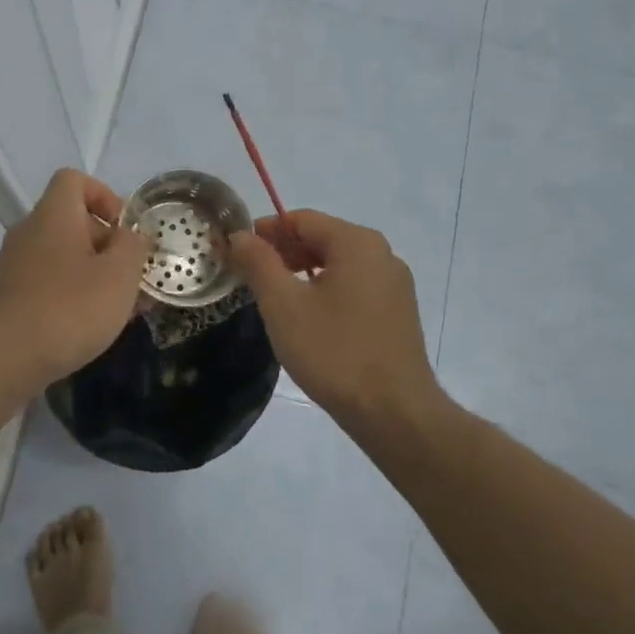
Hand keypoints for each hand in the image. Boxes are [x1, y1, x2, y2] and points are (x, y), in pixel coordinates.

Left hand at [0, 169, 150, 389]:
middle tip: (131, 278)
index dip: (104, 195)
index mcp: (54, 215)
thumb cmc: (68, 309)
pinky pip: (47, 283)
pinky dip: (70, 295)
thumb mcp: (119, 275)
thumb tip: (132, 236)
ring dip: (92, 274)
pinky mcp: (7, 298)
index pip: (74, 180)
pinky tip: (88, 328)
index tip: (124, 229)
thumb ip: (133, 248)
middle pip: (71, 221)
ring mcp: (14, 266)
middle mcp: (29, 232)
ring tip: (118, 309)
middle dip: (106, 245)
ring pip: (61, 256)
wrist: (0, 360)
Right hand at [228, 210, 442, 418]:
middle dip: (283, 252)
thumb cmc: (334, 352)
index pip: (302, 219)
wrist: (395, 413)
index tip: (236, 251)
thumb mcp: (284, 305)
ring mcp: (395, 285)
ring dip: (302, 272)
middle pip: (322, 238)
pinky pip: (354, 286)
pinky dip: (325, 290)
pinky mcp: (398, 312)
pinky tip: (307, 318)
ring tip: (273, 297)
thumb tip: (239, 234)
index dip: (265, 231)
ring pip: (338, 264)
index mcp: (357, 243)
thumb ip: (259, 262)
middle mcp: (382, 254)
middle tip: (249, 275)